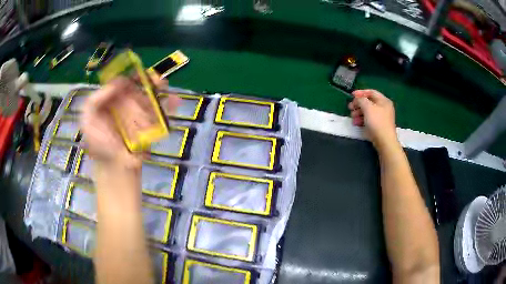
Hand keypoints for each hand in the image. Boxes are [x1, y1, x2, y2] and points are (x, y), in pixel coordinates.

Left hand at [80, 76, 179, 169]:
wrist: (114, 166)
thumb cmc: (98, 144)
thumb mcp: (87, 120)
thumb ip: (94, 100)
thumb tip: (117, 83)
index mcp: (112, 99)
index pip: (122, 82)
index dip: (129, 75)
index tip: (134, 77)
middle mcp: (127, 102)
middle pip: (139, 86)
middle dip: (148, 79)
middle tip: (154, 77)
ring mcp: (140, 113)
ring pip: (151, 95)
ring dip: (159, 88)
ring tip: (163, 84)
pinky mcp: (150, 125)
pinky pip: (161, 112)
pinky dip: (169, 105)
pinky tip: (175, 101)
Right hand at [348, 89, 397, 149]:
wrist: (384, 141)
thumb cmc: (377, 122)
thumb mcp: (367, 107)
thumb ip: (361, 100)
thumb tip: (357, 99)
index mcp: (384, 101)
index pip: (371, 92)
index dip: (361, 92)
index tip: (351, 95)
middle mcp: (384, 107)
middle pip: (369, 102)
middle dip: (358, 104)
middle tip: (350, 107)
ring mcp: (382, 117)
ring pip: (368, 111)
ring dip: (358, 113)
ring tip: (352, 117)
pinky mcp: (379, 126)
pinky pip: (369, 119)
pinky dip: (362, 119)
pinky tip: (356, 123)